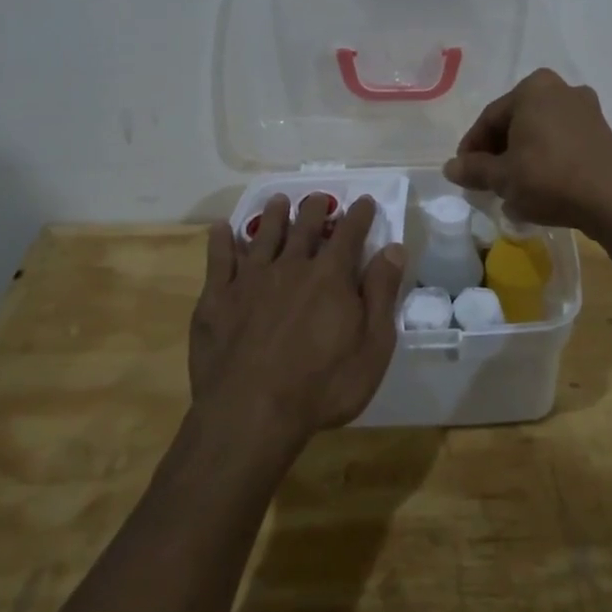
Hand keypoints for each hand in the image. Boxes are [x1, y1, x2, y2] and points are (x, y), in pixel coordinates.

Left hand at [190, 194, 404, 445]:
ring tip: (278, 200)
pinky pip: (218, 259)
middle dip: (314, 209)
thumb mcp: (372, 347)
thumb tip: (393, 248)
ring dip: (273, 216)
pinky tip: (222, 228)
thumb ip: (381, 294)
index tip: (365, 201)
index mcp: (330, 277)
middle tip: (318, 197)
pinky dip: (221, 240)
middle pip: (304, 228)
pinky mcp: (217, 298)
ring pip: (264, 236)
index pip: (349, 234)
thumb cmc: (322, 386)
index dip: (359, 216)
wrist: (251, 413)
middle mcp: (290, 266)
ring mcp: (250, 280)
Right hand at [443, 69, 611, 234]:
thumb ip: (474, 169)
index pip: (490, 118)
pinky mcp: (601, 132)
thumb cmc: (549, 178)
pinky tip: (538, 187)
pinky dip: (546, 159)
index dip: (472, 147)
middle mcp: (560, 89)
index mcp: (533, 88)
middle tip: (486, 181)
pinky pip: (561, 142)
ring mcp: (585, 109)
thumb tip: (450, 168)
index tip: (463, 172)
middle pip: (516, 122)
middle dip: (498, 152)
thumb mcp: (503, 177)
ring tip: (511, 188)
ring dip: (521, 157)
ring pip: (539, 133)